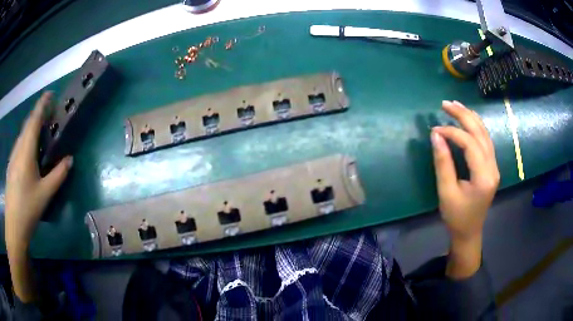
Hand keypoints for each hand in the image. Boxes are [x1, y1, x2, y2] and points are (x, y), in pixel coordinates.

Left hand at [5, 92, 72, 252]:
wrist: (13, 225)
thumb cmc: (27, 208)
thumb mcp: (45, 194)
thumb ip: (58, 175)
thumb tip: (70, 159)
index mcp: (26, 151)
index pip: (34, 120)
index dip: (42, 104)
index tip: (51, 94)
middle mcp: (18, 148)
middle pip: (27, 124)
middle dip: (38, 114)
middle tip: (49, 113)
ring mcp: (13, 156)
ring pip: (22, 134)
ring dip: (32, 127)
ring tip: (41, 130)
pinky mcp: (11, 165)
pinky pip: (19, 144)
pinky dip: (26, 139)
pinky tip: (30, 150)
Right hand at [431, 100, 499, 277]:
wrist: (469, 232)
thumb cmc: (456, 216)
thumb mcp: (446, 192)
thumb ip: (443, 163)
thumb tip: (436, 135)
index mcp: (484, 176)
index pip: (470, 144)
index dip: (452, 132)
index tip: (434, 129)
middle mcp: (493, 167)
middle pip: (480, 133)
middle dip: (463, 116)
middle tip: (445, 104)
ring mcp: (494, 165)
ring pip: (484, 134)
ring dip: (470, 117)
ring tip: (455, 105)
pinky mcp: (491, 166)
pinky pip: (485, 140)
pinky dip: (475, 126)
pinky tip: (467, 119)